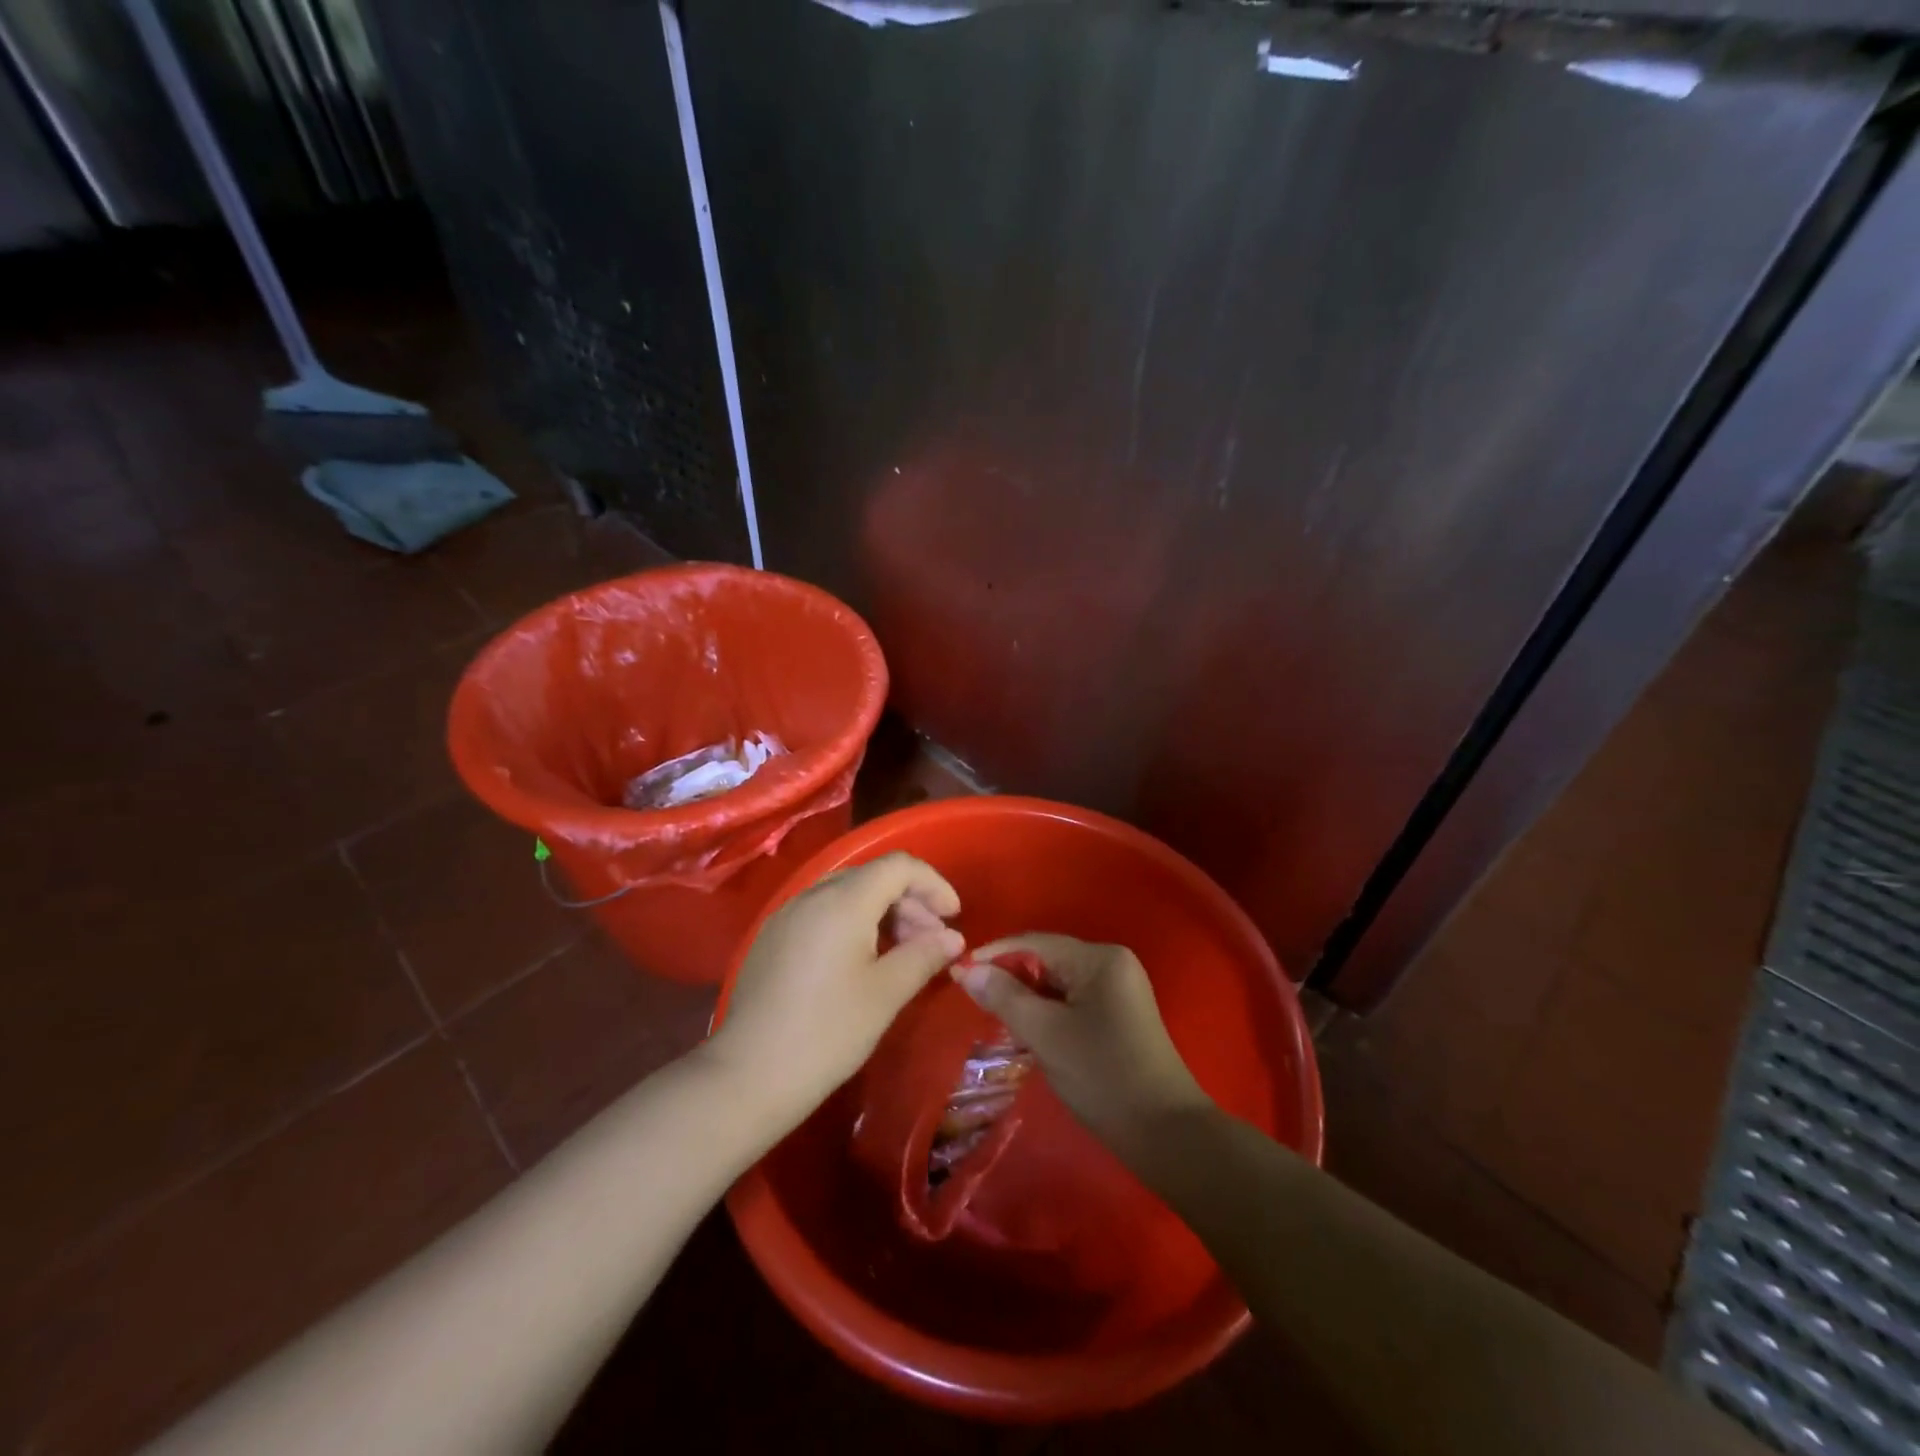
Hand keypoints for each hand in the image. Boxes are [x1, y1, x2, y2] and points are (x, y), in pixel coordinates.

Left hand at [706, 853, 963, 1125]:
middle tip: (932, 943)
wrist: (749, 1075)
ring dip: (883, 914)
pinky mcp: (773, 937)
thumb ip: (924, 955)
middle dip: (910, 903)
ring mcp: (787, 914)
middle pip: (873, 877)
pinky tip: (861, 963)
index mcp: (843, 900)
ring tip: (901, 954)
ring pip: (847, 894)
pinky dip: (853, 924)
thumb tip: (952, 938)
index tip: (953, 917)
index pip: (899, 866)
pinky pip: (823, 913)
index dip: (933, 884)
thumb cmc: (828, 1031)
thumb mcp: (886, 994)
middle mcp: (813, 894)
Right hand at [955, 933, 1211, 1152]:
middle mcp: (1112, 963)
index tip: (958, 974)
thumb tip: (966, 970)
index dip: (994, 955)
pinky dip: (1047, 1012)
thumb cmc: (1103, 1077)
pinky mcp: (1119, 1014)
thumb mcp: (1046, 1035)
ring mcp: (1119, 989)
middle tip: (974, 1001)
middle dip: (1010, 979)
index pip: (1034, 943)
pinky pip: (1072, 1000)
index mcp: (1099, 959)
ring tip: (994, 1018)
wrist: (1166, 1134)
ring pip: (1058, 983)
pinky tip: (1027, 1032)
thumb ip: (1004, 997)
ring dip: (1026, 998)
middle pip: (1047, 960)